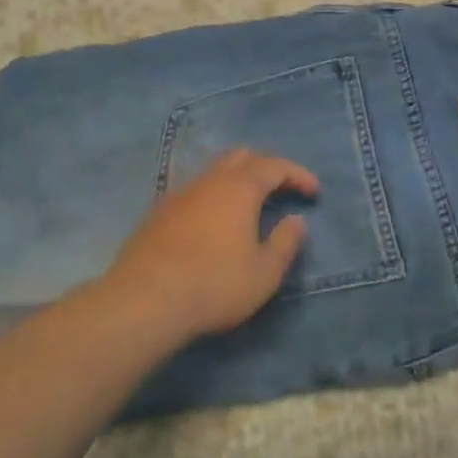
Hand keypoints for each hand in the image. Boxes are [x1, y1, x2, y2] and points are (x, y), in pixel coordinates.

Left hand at [102, 150, 319, 342]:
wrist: (144, 300)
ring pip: (215, 172)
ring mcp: (181, 193)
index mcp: (240, 187)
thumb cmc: (214, 284)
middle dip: (266, 167)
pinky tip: (214, 223)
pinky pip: (196, 191)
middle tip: (282, 190)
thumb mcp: (264, 273)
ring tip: (249, 207)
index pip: (275, 165)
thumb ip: (285, 243)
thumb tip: (296, 220)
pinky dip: (214, 197)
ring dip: (238, 181)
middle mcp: (211, 180)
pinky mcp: (159, 212)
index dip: (298, 174)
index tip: (314, 191)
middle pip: (243, 157)